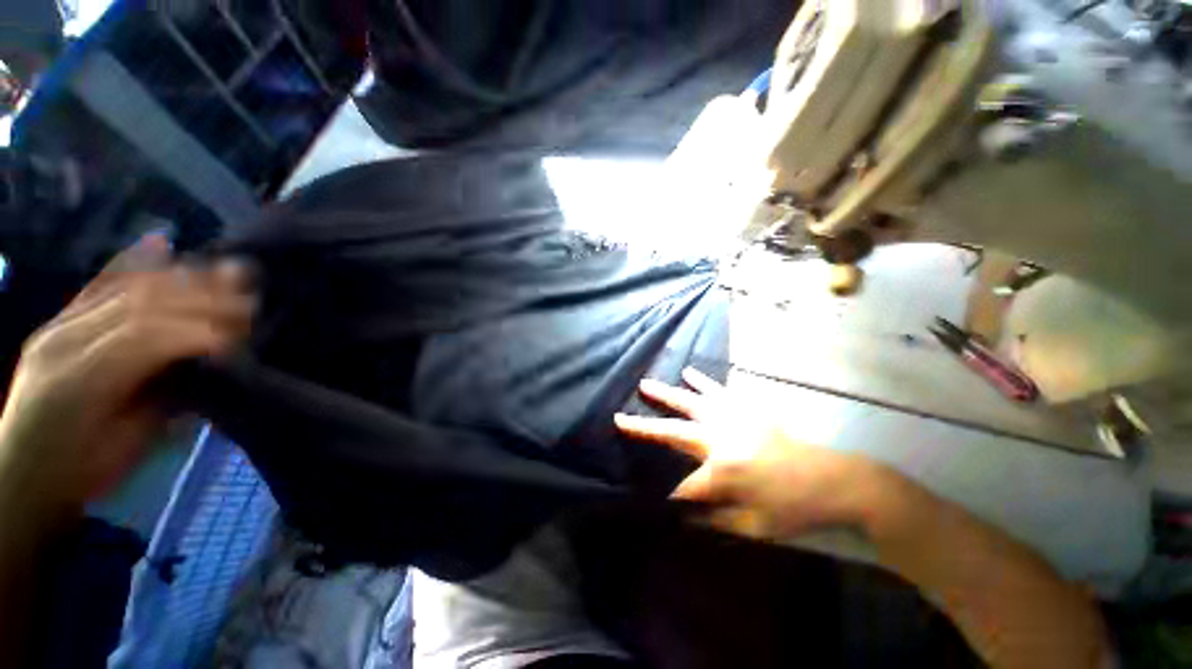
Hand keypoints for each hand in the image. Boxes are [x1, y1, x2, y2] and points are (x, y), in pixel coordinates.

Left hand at [0, 235, 253, 515]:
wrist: (23, 473)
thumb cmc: (84, 468)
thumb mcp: (131, 441)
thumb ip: (165, 395)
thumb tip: (211, 360)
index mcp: (82, 379)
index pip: (146, 338)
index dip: (198, 330)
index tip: (242, 333)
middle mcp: (65, 339)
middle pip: (139, 305)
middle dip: (200, 297)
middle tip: (249, 291)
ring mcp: (58, 325)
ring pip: (124, 290)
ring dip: (182, 279)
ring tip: (227, 272)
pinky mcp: (58, 322)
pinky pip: (97, 285)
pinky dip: (132, 263)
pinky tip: (160, 243)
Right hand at [615, 369, 887, 540]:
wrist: (835, 479)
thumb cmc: (795, 508)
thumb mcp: (755, 528)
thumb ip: (715, 521)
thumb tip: (683, 517)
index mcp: (723, 472)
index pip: (681, 485)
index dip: (666, 494)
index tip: (653, 498)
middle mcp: (721, 439)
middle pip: (673, 432)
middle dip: (643, 428)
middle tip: (619, 417)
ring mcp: (733, 418)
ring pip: (691, 402)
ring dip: (666, 394)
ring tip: (645, 384)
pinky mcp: (747, 407)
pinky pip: (718, 390)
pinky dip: (701, 381)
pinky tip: (688, 372)